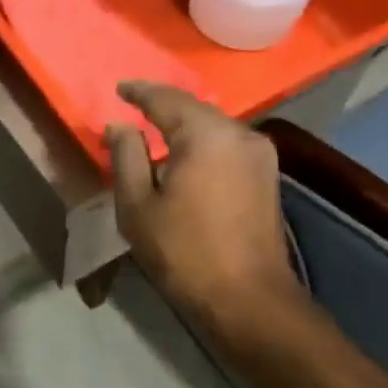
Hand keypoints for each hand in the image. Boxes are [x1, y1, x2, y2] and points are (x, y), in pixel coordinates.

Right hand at [106, 82, 303, 329]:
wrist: (249, 298)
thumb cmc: (184, 251)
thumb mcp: (138, 205)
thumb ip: (126, 156)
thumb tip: (119, 126)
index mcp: (205, 134)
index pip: (165, 98)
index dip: (139, 92)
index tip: (119, 89)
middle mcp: (239, 132)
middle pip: (193, 108)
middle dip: (162, 107)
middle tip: (134, 109)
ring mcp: (259, 153)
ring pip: (213, 126)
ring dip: (184, 126)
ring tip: (156, 132)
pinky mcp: (268, 174)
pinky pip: (227, 144)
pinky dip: (203, 142)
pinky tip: (186, 155)